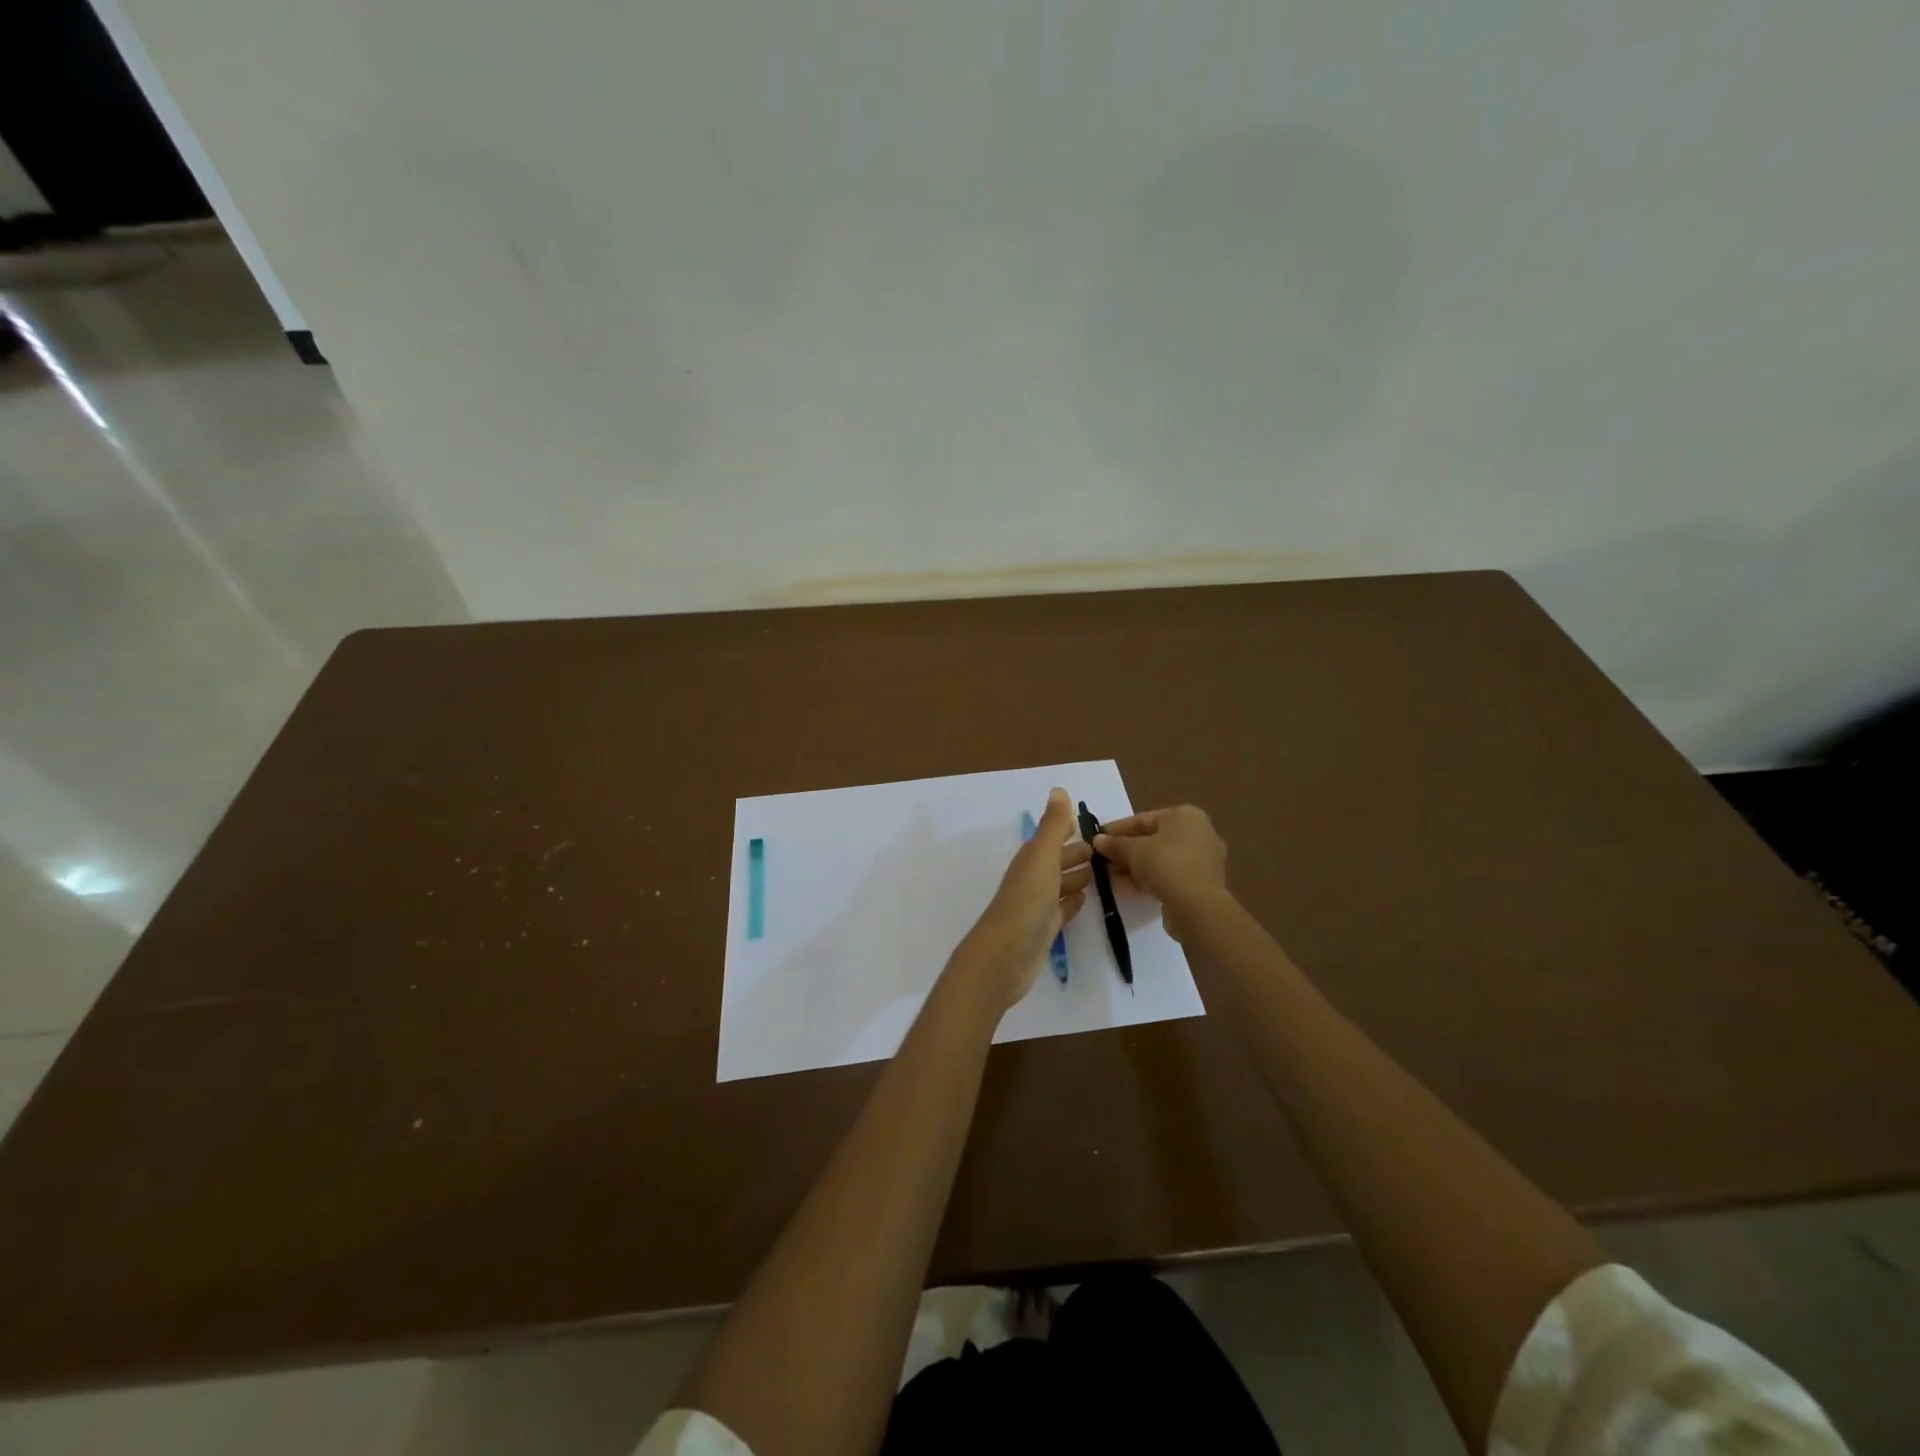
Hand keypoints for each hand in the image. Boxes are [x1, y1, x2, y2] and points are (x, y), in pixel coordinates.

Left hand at [949, 788, 1092, 1012]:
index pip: (1053, 837)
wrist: (1005, 956)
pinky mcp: (1043, 929)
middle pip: (1058, 860)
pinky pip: (1061, 910)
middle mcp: (1033, 878)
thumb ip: (1053, 825)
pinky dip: (1072, 902)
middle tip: (1108, 851)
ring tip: (1103, 874)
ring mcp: (1037, 905)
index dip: (1070, 830)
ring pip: (1061, 884)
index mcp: (1031, 859)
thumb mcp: (1042, 857)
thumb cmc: (1026, 901)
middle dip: (1079, 853)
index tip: (1096, 825)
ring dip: (1078, 877)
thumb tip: (1059, 789)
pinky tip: (1085, 900)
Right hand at [1093, 805, 1227, 941]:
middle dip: (1124, 852)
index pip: (1144, 819)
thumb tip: (1097, 840)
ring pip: (1159, 861)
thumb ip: (1114, 844)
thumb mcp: (1134, 850)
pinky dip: (1147, 880)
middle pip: (1152, 840)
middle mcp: (1198, 834)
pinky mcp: (1199, 884)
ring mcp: (1201, 861)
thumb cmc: (1166, 864)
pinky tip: (1123, 889)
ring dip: (1132, 868)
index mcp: (1186, 816)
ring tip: (1108, 878)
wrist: (1197, 906)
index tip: (1097, 838)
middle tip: (1102, 860)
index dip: (1117, 829)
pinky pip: (1168, 876)